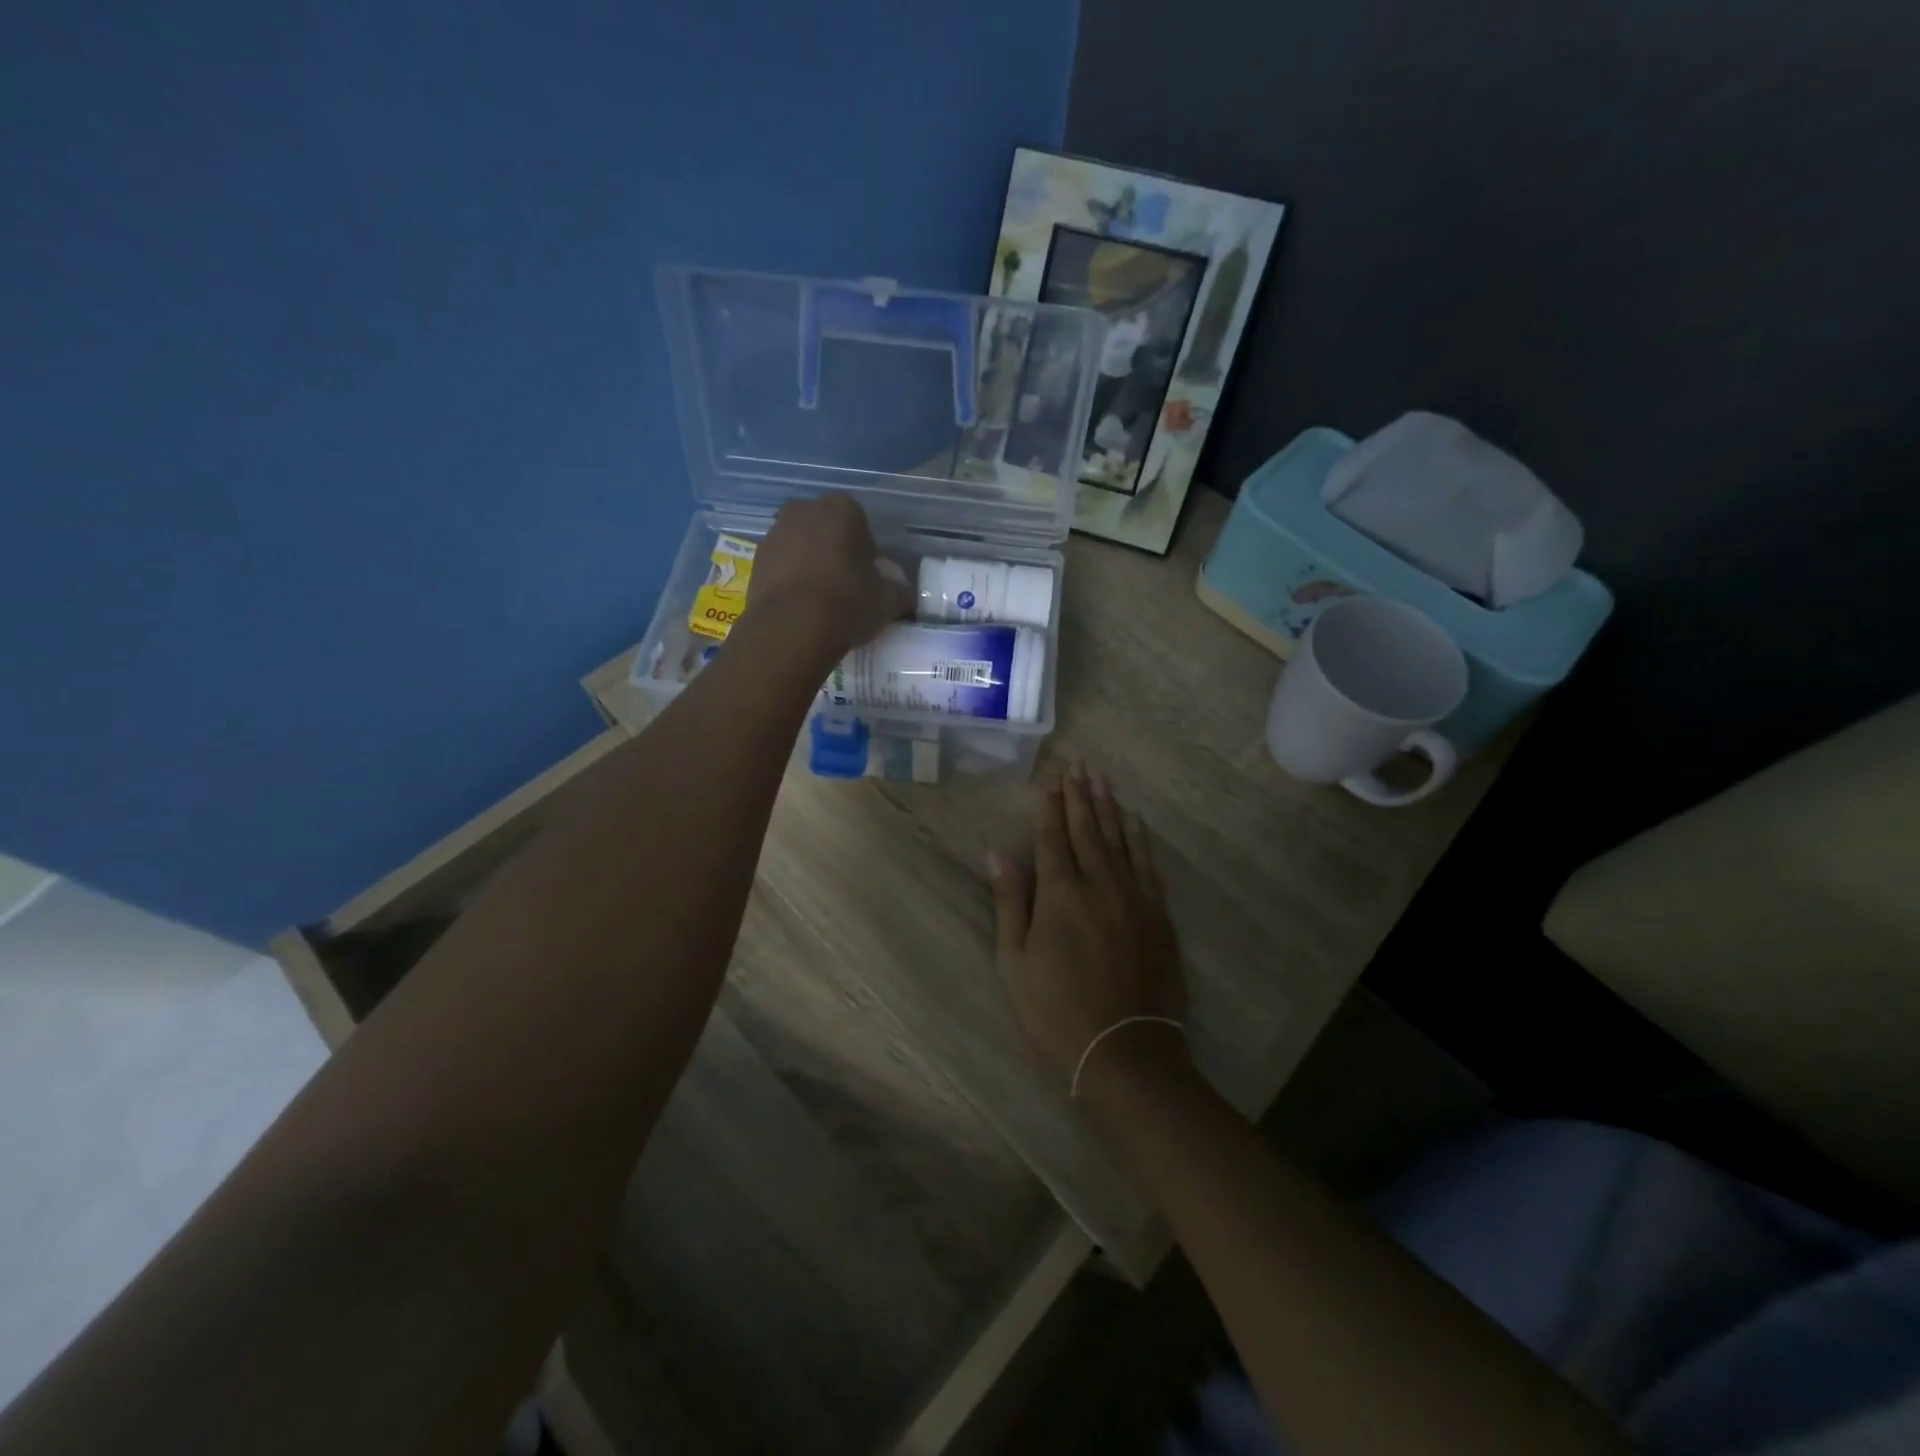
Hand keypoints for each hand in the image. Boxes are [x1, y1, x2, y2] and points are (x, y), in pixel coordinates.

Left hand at [740, 493, 912, 665]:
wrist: (790, 629)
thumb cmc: (847, 603)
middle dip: (834, 550)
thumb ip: (899, 591)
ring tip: (821, 600)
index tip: (868, 577)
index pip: (860, 522)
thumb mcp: (888, 601)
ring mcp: (774, 533)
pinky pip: (780, 566)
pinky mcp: (754, 561)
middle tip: (845, 585)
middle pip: (825, 529)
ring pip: (800, 545)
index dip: (866, 550)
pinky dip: (790, 580)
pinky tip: (800, 607)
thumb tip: (903, 595)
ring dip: (809, 563)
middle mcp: (803, 510)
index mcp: (841, 508)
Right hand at [989, 764, 1188, 1097]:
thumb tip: (997, 853)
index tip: (1051, 780)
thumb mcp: (1015, 963)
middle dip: (1079, 796)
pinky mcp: (1158, 915)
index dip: (1050, 807)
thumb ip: (1010, 903)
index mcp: (1059, 895)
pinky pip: (1147, 864)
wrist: (1125, 1052)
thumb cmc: (1056, 1012)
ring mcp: (1133, 897)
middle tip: (1077, 765)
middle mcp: (1098, 884)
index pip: (1053, 838)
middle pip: (1087, 830)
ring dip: (1108, 806)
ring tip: (1102, 778)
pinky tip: (1134, 821)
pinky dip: (1139, 838)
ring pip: (1119, 840)